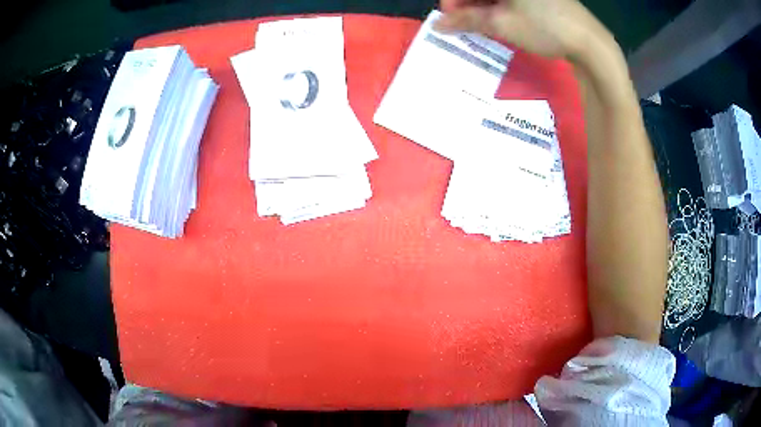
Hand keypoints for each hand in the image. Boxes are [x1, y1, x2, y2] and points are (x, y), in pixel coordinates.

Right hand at [435, 0, 610, 60]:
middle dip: (468, 5)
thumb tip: (438, 25)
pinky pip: (512, 0)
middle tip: (462, 25)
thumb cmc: (544, 28)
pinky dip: (500, 8)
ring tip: (479, 26)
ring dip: (483, 8)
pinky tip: (498, 21)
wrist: (590, 43)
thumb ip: (466, 20)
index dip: (454, 2)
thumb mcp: (501, 23)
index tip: (449, 19)